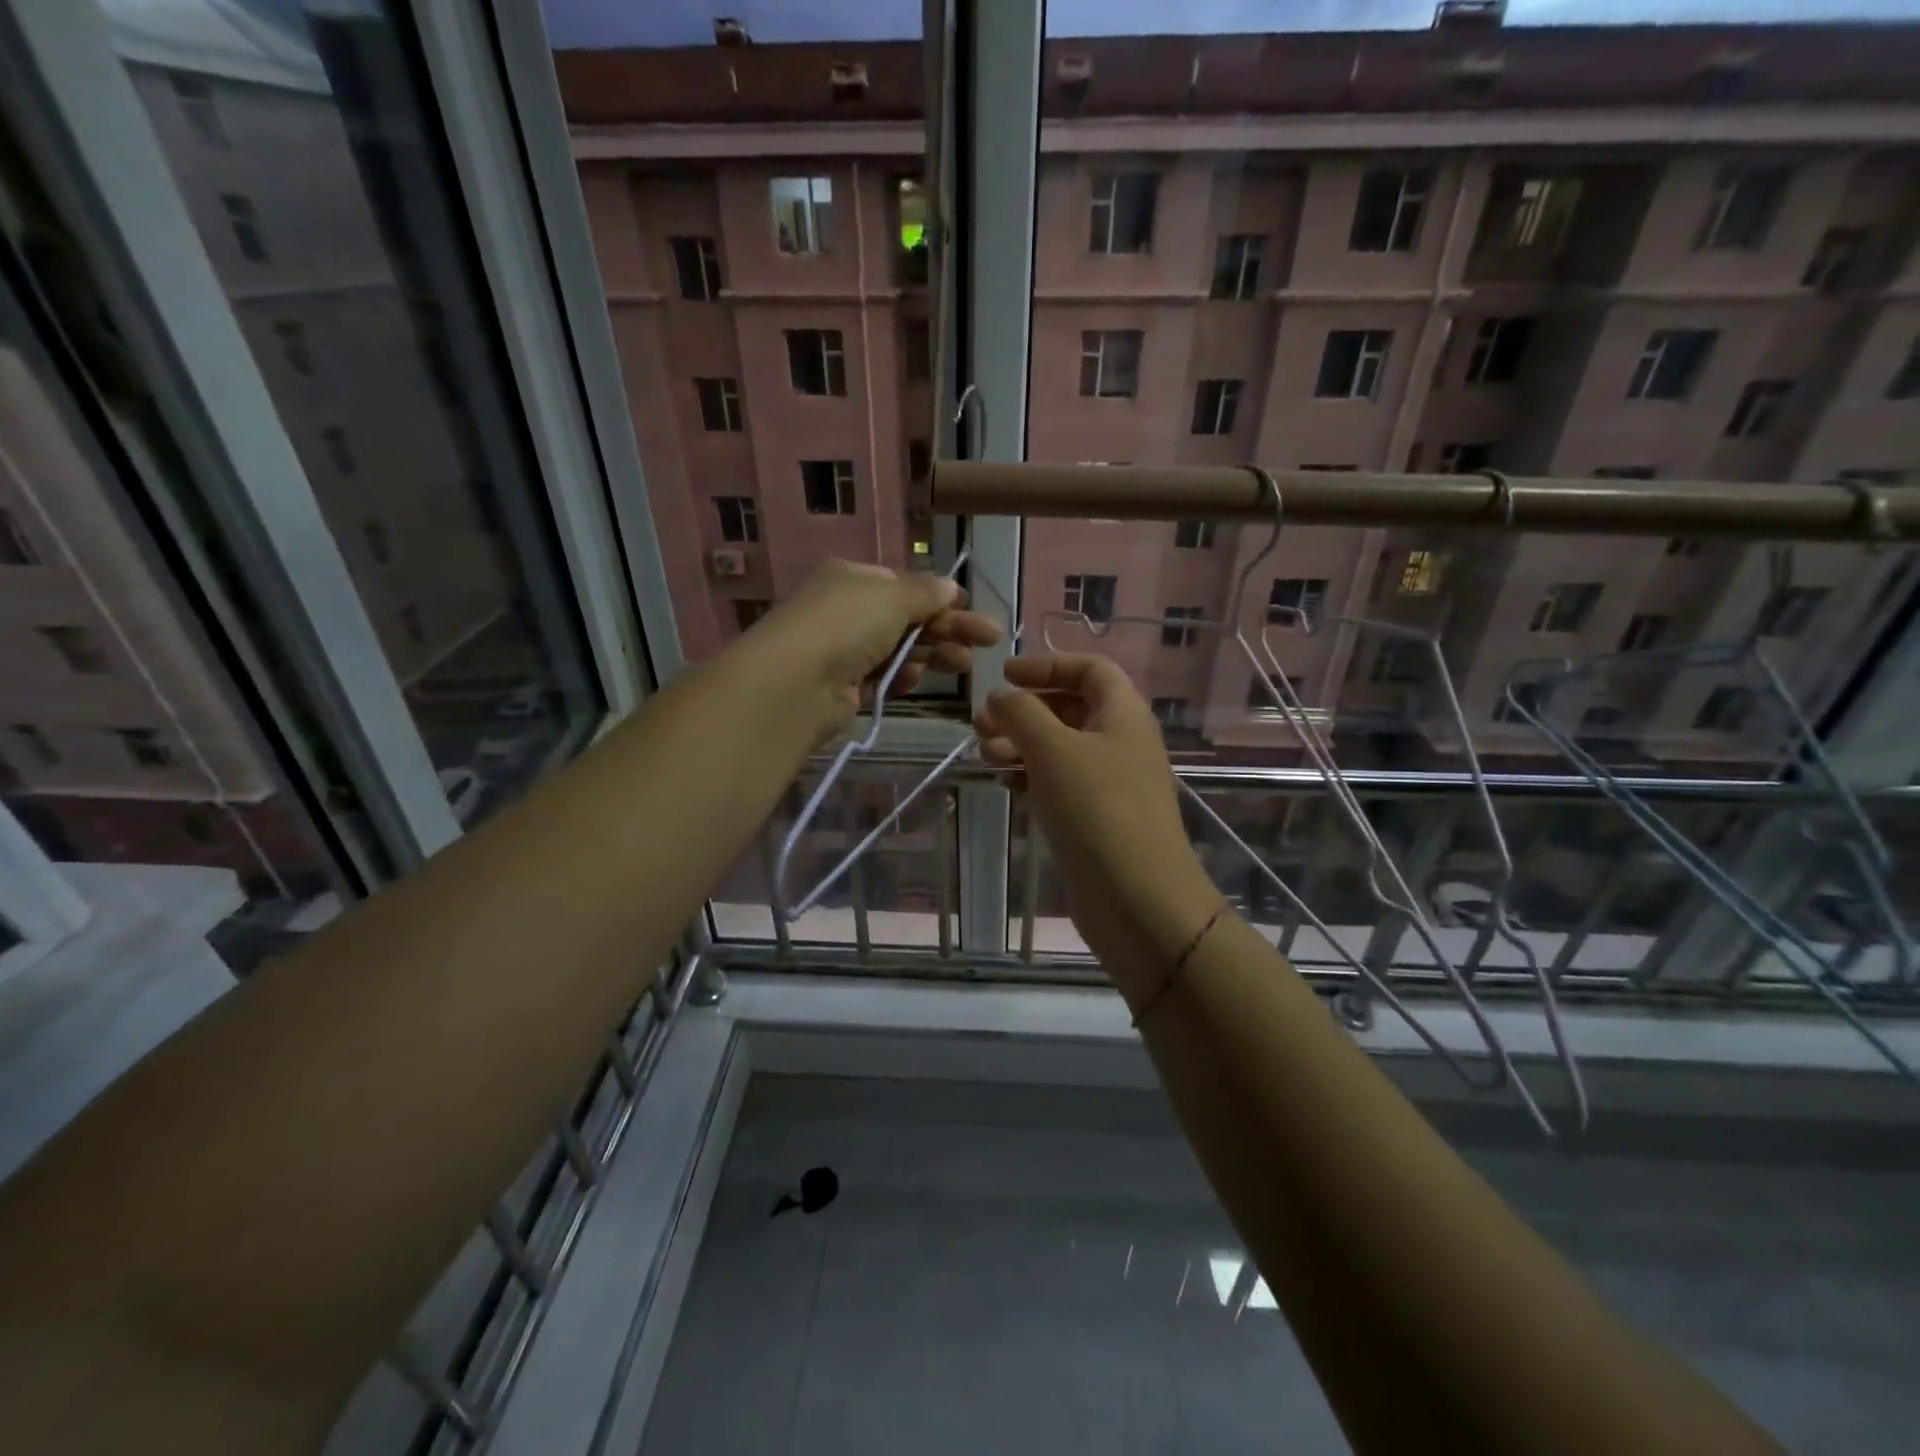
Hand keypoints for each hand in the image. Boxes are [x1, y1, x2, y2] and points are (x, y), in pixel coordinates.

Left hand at [748, 560, 1001, 740]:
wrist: (796, 683)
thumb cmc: (846, 625)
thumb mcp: (892, 597)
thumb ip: (925, 593)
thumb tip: (950, 586)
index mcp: (854, 578)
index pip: (905, 585)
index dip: (940, 598)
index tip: (972, 611)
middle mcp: (848, 610)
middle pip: (909, 618)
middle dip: (949, 629)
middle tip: (989, 641)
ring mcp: (845, 649)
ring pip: (900, 649)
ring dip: (933, 655)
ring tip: (965, 666)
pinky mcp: (845, 686)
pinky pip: (884, 677)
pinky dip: (902, 677)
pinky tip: (917, 680)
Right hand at [973, 653, 1219, 1000]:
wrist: (1137, 897)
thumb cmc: (1096, 808)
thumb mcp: (1052, 749)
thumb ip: (1021, 713)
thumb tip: (999, 696)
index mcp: (1123, 713)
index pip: (1089, 669)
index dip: (1046, 665)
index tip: (1004, 676)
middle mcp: (1121, 742)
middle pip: (1070, 708)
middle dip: (1024, 710)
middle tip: (980, 725)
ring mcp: (1111, 783)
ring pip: (1061, 749)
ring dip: (1021, 745)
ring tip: (985, 756)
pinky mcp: (1098, 819)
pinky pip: (1061, 784)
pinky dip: (1032, 777)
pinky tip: (1005, 784)